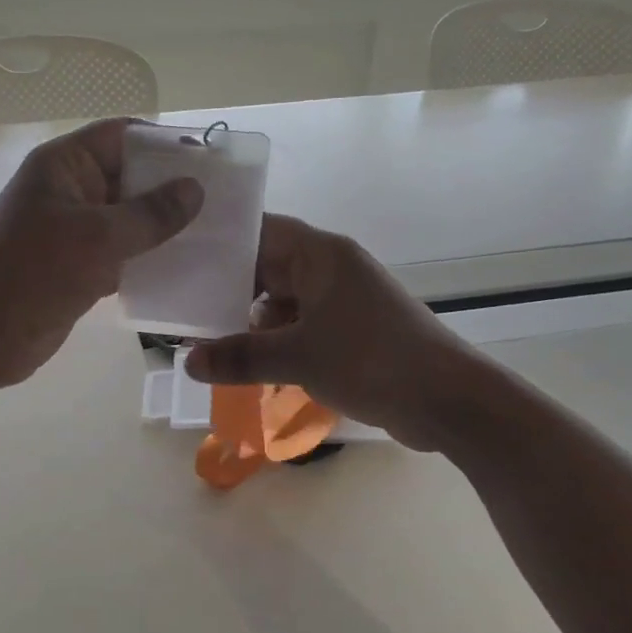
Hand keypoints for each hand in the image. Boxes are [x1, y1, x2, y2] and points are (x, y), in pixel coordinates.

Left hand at [0, 119, 201, 387]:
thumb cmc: (36, 270)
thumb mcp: (99, 236)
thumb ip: (151, 213)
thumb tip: (194, 189)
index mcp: (65, 165)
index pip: (121, 136)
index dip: (164, 143)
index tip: (209, 161)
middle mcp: (69, 191)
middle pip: (128, 178)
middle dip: (171, 189)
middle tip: (223, 204)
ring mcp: (72, 232)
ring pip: (127, 220)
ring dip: (163, 229)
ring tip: (213, 236)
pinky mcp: (76, 268)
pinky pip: (120, 255)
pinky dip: (147, 260)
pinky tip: (184, 269)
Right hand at [186, 215, 481, 450]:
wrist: (448, 401)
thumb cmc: (371, 360)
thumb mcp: (297, 357)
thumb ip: (239, 356)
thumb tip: (187, 361)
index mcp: (321, 255)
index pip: (262, 231)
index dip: (224, 240)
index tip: (183, 255)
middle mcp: (331, 269)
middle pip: (269, 267)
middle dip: (230, 288)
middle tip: (183, 303)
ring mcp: (342, 301)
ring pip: (283, 301)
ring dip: (251, 321)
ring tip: (206, 338)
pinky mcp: (351, 332)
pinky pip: (300, 326)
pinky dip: (276, 341)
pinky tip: (247, 364)